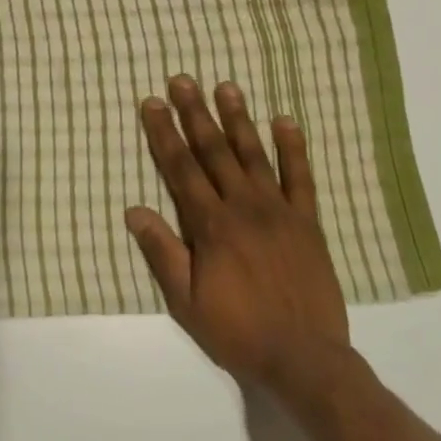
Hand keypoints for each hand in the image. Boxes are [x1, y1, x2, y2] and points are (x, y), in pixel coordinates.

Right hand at [126, 76, 356, 412]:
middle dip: (195, 113)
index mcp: (211, 226)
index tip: (153, 103)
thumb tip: (133, 210)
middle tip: (182, 80)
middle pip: (214, 151)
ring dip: (238, 119)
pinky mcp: (308, 222)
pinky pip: (301, 178)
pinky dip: (293, 148)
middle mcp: (243, 207)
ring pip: (254, 155)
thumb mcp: (186, 302)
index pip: (181, 169)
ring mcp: (279, 211)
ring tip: (226, 86)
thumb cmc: (238, 331)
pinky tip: (285, 121)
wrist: (306, 360)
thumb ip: (162, 253)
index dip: (164, 134)